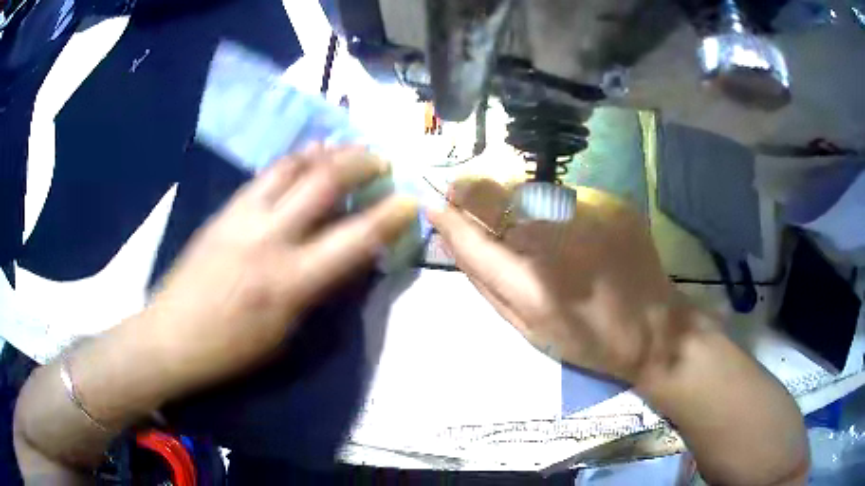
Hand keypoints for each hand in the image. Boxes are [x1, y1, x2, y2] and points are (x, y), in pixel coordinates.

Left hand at [147, 145, 416, 392]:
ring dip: (327, 152)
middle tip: (381, 159)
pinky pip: (266, 174)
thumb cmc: (232, 349)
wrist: (172, 336)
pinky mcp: (225, 210)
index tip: (410, 200)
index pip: (354, 239)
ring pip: (291, 167)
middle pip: (323, 183)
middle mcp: (269, 238)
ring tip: (347, 147)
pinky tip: (306, 155)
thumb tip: (347, 257)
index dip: (389, 215)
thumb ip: (319, 288)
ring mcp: (243, 217)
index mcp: (289, 282)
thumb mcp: (286, 332)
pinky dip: (294, 159)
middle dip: (361, 163)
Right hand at [428, 179, 693, 383]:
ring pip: (530, 192)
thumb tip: (454, 240)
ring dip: (518, 203)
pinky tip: (576, 232)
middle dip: (473, 193)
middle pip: (497, 197)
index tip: (433, 203)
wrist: (654, 328)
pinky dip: (556, 209)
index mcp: (533, 285)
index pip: (473, 238)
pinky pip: (566, 196)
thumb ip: (486, 283)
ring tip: (537, 228)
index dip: (448, 218)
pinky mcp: (613, 202)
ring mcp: (590, 215)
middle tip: (467, 195)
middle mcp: (558, 240)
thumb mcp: (528, 328)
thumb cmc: (587, 340)